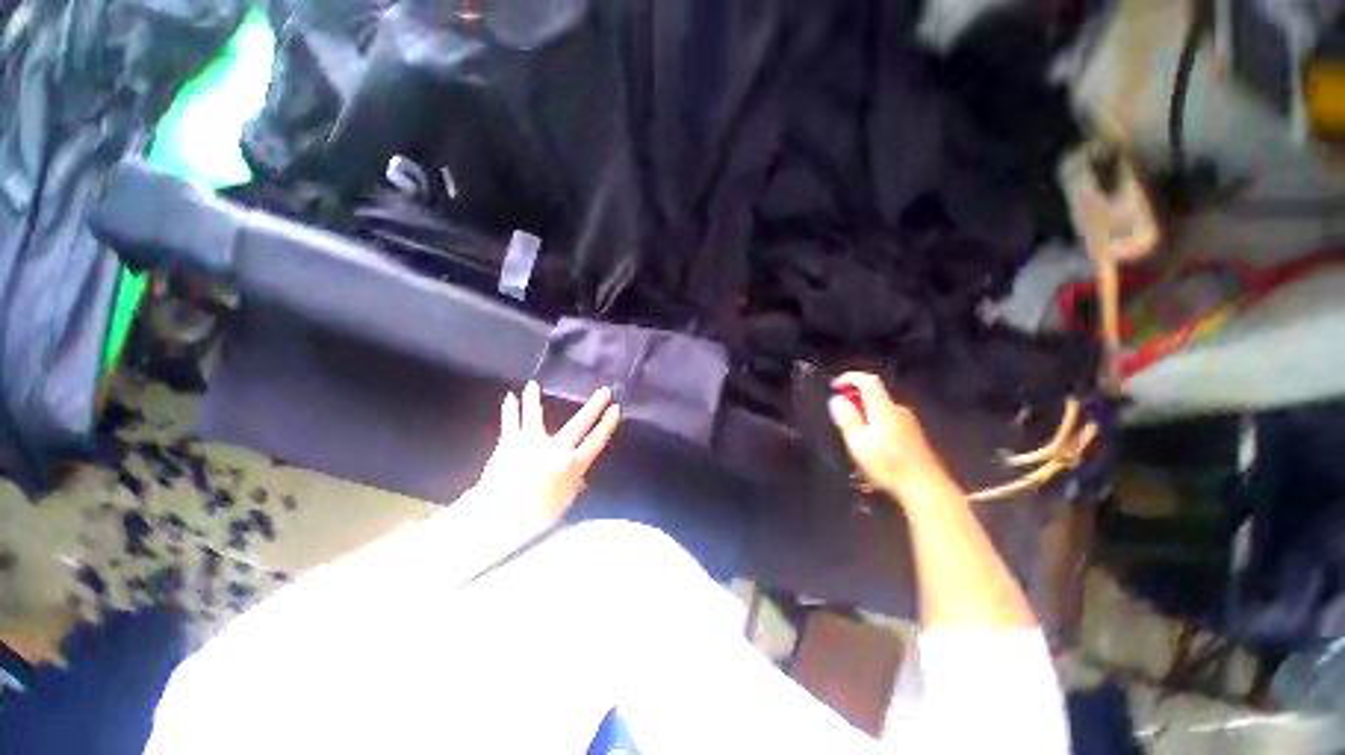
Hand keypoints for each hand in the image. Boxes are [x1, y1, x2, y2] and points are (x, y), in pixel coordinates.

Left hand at [477, 382, 620, 520]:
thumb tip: (579, 478)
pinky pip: (510, 422)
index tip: (616, 409)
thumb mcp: (565, 501)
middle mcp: (557, 448)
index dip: (608, 424)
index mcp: (574, 464)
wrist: (502, 519)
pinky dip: (510, 409)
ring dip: (535, 399)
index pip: (597, 440)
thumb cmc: (539, 516)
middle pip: (580, 423)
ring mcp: (532, 442)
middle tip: (605, 391)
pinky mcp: (510, 442)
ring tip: (534, 384)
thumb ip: (574, 484)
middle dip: (594, 406)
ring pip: (536, 415)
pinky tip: (509, 396)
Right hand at [828, 372, 952, 502]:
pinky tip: (873, 448)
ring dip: (864, 416)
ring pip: (880, 410)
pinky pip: (888, 421)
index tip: (834, 386)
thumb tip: (837, 399)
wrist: (925, 488)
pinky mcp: (914, 435)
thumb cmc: (888, 465)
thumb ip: (846, 417)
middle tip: (842, 422)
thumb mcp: (857, 442)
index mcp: (884, 408)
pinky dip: (875, 425)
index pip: (867, 380)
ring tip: (855, 440)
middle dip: (854, 402)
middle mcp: (898, 410)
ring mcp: (909, 422)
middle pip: (873, 395)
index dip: (849, 378)